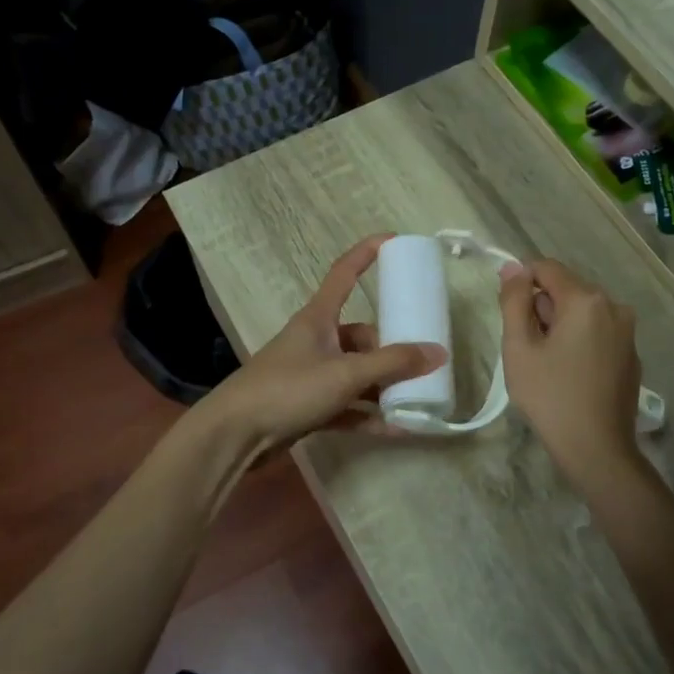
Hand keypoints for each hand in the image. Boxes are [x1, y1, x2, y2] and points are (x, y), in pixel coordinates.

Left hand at [202, 235, 443, 454]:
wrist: (235, 434)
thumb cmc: (288, 388)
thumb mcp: (345, 373)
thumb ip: (392, 364)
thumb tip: (439, 353)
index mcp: (319, 318)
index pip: (344, 273)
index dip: (366, 253)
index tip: (393, 240)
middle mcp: (316, 341)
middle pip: (362, 336)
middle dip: (391, 350)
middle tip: (423, 364)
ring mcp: (312, 374)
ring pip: (357, 373)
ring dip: (384, 386)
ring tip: (418, 398)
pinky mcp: (309, 406)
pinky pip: (348, 406)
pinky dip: (369, 415)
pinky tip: (397, 428)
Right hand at [498, 258, 644, 490]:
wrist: (596, 448)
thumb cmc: (550, 396)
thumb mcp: (519, 347)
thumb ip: (514, 301)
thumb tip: (513, 266)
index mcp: (586, 300)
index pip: (546, 268)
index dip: (521, 283)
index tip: (509, 314)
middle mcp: (613, 306)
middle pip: (566, 289)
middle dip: (542, 308)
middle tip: (527, 348)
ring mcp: (627, 331)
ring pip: (582, 311)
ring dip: (560, 325)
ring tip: (547, 364)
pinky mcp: (631, 354)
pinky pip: (597, 332)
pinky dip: (579, 340)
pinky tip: (569, 374)